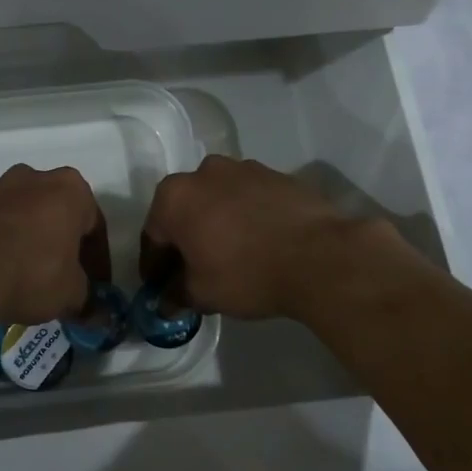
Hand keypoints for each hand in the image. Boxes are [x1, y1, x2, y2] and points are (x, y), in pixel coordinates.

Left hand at [0, 165, 109, 324]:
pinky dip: (2, 245)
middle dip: (63, 245)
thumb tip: (96, 315)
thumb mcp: (70, 293)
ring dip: (31, 242)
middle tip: (65, 279)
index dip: (98, 261)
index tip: (97, 287)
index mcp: (71, 188)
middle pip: (58, 214)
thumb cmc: (33, 272)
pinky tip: (0, 274)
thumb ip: (87, 299)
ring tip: (29, 278)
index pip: (95, 226)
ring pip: (25, 217)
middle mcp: (35, 178)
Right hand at [140, 155, 361, 319]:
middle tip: (192, 270)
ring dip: (216, 223)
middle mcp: (204, 173)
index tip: (158, 286)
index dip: (154, 265)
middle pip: (185, 210)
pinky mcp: (276, 175)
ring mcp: (243, 168)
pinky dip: (246, 216)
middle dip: (185, 239)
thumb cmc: (246, 273)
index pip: (153, 235)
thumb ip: (177, 294)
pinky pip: (249, 198)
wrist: (318, 255)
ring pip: (218, 199)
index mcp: (175, 196)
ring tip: (230, 254)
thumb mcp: (202, 294)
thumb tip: (166, 302)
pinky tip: (258, 242)